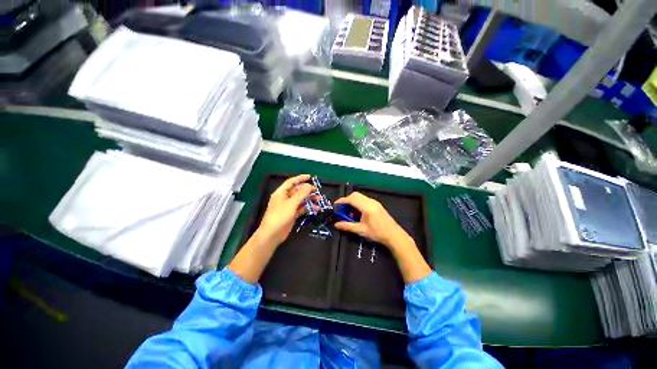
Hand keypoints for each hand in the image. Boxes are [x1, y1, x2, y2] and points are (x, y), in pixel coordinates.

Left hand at [255, 174, 314, 248]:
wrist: (272, 234)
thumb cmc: (280, 216)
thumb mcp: (291, 203)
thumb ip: (301, 194)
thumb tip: (309, 186)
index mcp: (281, 193)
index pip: (291, 182)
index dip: (300, 178)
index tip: (310, 177)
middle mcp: (285, 198)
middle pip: (297, 191)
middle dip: (307, 190)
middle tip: (317, 191)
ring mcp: (289, 207)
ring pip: (301, 200)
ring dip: (309, 199)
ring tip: (319, 200)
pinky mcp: (292, 214)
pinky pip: (301, 208)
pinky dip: (308, 207)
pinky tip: (316, 208)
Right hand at [334, 191, 431, 283]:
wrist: (394, 235)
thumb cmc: (377, 233)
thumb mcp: (361, 230)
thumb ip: (347, 226)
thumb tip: (336, 224)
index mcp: (367, 207)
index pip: (351, 199)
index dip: (342, 201)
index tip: (335, 205)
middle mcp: (371, 202)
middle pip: (355, 195)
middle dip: (347, 200)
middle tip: (342, 209)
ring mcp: (375, 202)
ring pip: (360, 197)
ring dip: (352, 202)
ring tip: (349, 213)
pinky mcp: (377, 205)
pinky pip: (364, 200)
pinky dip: (358, 203)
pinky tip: (357, 213)